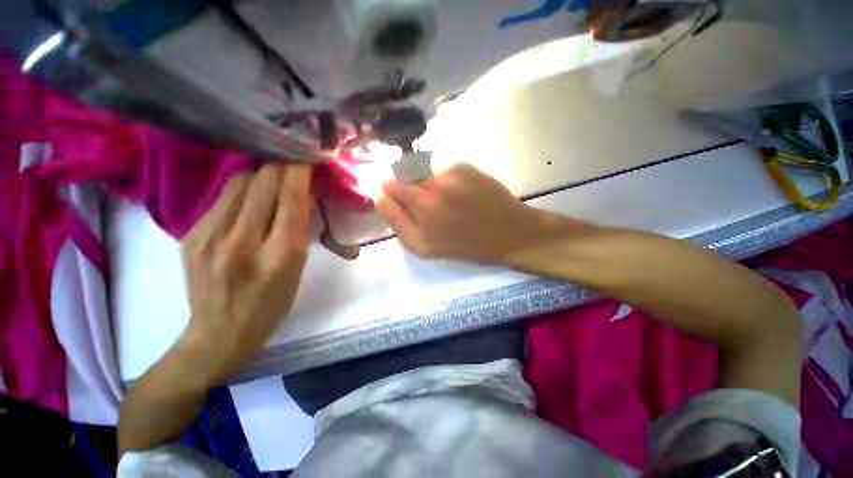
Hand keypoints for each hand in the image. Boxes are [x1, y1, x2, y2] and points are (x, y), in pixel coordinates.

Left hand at [180, 164, 312, 382]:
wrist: (217, 334)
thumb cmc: (270, 306)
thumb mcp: (296, 271)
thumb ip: (299, 230)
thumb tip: (301, 195)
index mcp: (277, 257)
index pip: (290, 201)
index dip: (300, 173)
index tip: (308, 156)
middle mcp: (239, 242)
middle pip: (262, 184)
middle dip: (282, 167)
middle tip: (295, 162)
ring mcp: (208, 237)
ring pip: (239, 184)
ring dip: (262, 176)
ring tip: (274, 179)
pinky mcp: (190, 235)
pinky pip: (223, 198)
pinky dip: (243, 191)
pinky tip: (250, 200)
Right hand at [375, 163, 545, 263]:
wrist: (509, 233)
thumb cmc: (466, 247)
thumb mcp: (424, 247)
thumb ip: (397, 221)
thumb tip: (380, 197)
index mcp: (422, 205)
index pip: (389, 186)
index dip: (393, 196)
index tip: (403, 206)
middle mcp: (434, 183)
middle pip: (406, 178)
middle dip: (411, 192)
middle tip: (430, 209)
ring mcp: (451, 171)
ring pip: (425, 175)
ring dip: (430, 187)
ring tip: (450, 204)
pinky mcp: (465, 166)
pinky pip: (444, 172)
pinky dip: (447, 182)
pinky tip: (462, 195)